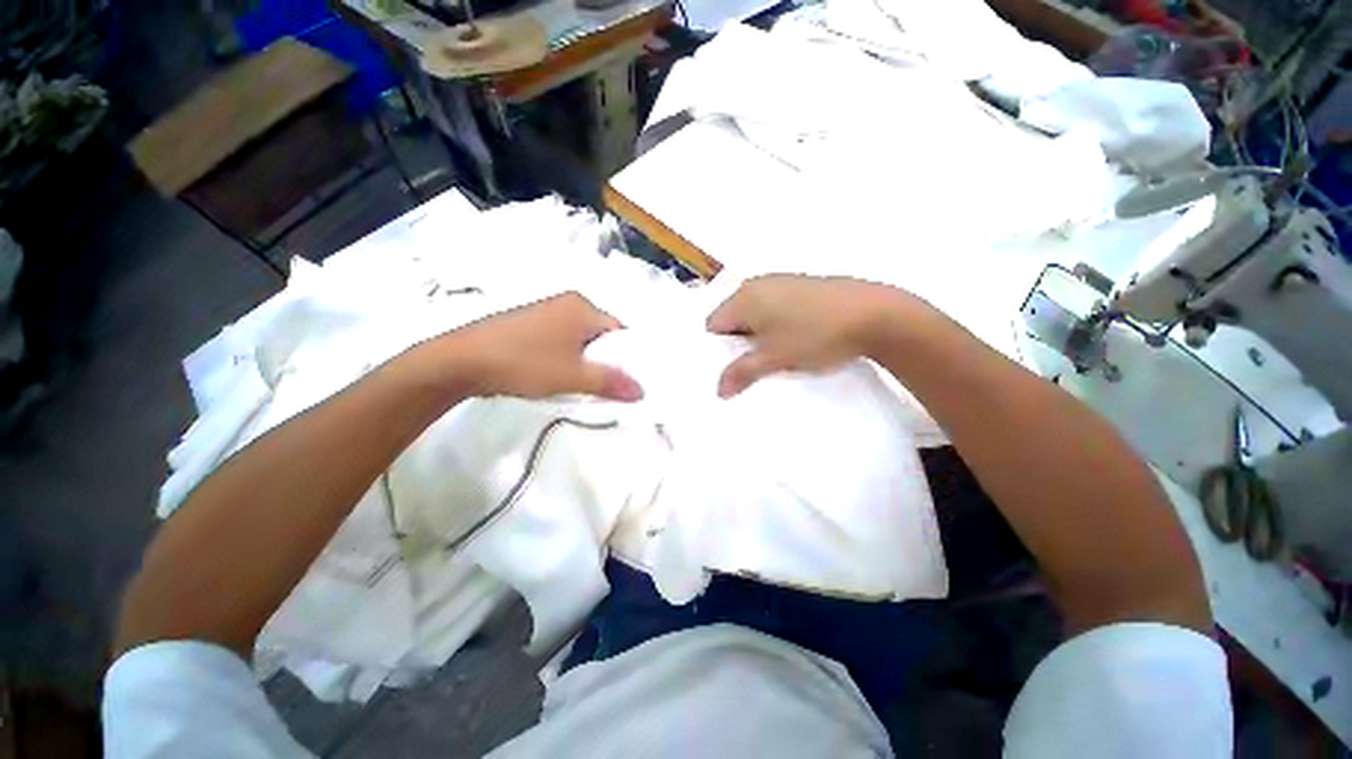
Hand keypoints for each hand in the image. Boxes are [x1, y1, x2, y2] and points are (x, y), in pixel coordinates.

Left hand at [438, 293, 642, 401]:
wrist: (461, 362)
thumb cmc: (525, 362)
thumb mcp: (573, 376)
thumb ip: (610, 382)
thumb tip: (642, 391)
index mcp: (582, 307)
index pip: (620, 330)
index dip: (629, 356)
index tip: (630, 380)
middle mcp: (567, 303)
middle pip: (602, 335)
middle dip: (608, 360)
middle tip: (611, 387)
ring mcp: (546, 313)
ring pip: (581, 340)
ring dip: (587, 362)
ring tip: (586, 385)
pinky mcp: (530, 325)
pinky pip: (563, 341)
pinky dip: (569, 358)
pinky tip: (561, 376)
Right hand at [706, 275, 914, 397]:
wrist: (875, 314)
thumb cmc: (815, 336)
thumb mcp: (774, 359)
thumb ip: (742, 373)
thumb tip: (719, 391)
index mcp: (744, 298)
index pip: (713, 325)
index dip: (718, 349)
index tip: (733, 367)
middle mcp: (757, 284)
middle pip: (733, 317)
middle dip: (739, 342)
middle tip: (753, 365)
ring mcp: (782, 281)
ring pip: (756, 312)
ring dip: (759, 334)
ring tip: (776, 354)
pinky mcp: (803, 284)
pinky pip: (776, 306)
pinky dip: (777, 323)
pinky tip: (797, 337)